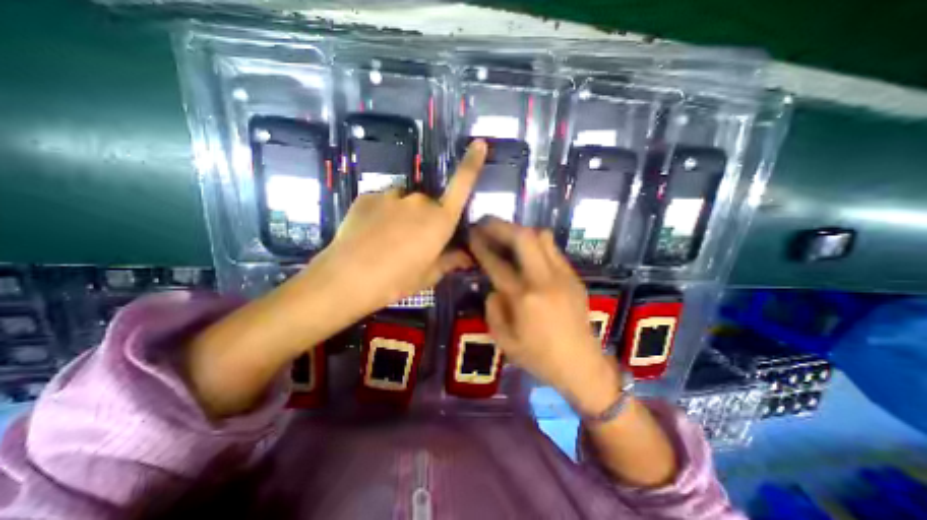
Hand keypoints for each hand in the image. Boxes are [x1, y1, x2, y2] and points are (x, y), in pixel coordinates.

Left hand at [306, 140, 487, 313]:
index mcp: (440, 220)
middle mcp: (420, 201)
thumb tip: (467, 257)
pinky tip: (371, 233)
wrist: (347, 278)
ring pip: (405, 202)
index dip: (472, 163)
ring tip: (388, 239)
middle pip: (429, 204)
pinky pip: (383, 201)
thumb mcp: (428, 275)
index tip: (479, 143)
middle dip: (426, 219)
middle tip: (412, 243)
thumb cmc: (396, 280)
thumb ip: (449, 261)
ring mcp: (392, 195)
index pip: (462, 185)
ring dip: (403, 215)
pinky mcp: (368, 196)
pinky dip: (382, 214)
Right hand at [472, 220, 622, 413]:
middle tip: (486, 223)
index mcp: (524, 298)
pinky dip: (535, 244)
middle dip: (501, 225)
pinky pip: (552, 250)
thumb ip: (493, 309)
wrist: (582, 365)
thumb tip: (495, 287)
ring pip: (542, 237)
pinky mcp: (574, 277)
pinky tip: (527, 253)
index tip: (472, 234)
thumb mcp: (504, 341)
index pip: (497, 263)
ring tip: (506, 235)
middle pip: (524, 237)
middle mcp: (545, 280)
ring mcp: (563, 275)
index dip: (481, 246)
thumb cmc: (539, 357)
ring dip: (520, 231)